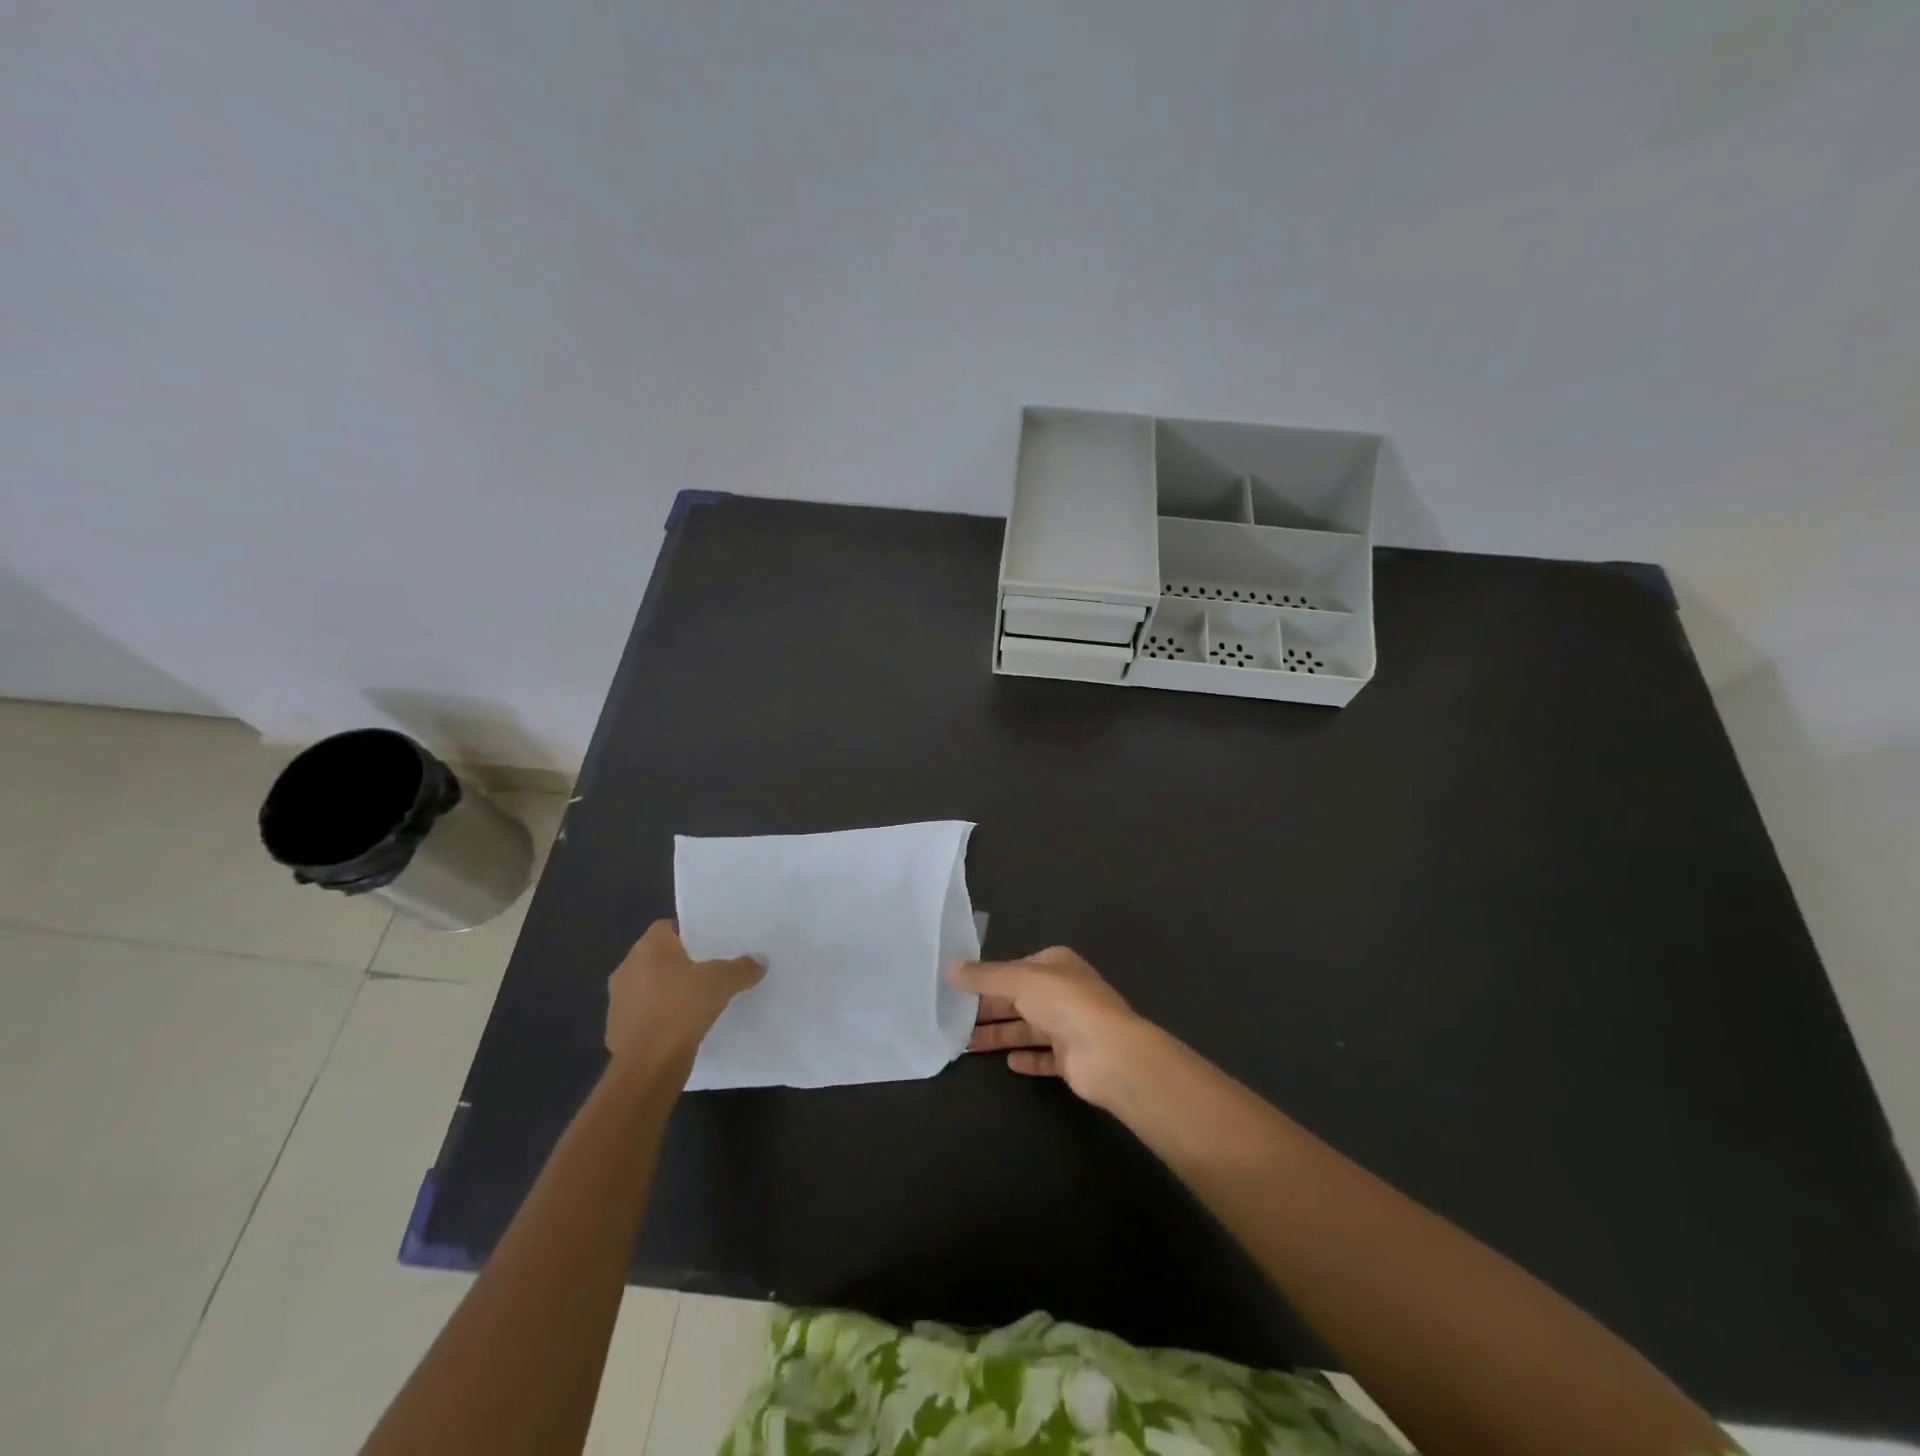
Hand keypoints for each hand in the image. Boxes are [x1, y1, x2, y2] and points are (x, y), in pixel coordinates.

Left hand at [606, 920, 764, 1070]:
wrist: (648, 1065)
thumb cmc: (682, 1008)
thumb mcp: (722, 983)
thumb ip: (741, 968)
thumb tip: (761, 960)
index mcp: (649, 948)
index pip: (666, 927)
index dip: (688, 933)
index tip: (708, 945)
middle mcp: (627, 967)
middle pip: (656, 956)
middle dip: (679, 963)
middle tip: (708, 970)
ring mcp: (618, 1000)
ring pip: (648, 986)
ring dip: (666, 991)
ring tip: (696, 1000)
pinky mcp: (616, 1029)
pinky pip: (643, 1013)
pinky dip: (658, 1016)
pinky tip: (680, 1026)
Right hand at [950, 947, 1150, 1107]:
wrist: (1107, 1053)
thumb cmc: (1063, 1003)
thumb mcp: (1018, 980)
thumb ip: (983, 976)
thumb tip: (949, 967)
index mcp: (1056, 964)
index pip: (1015, 969)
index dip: (988, 979)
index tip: (958, 991)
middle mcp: (1064, 992)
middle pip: (1019, 1000)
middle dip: (989, 1010)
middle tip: (953, 1021)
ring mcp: (1070, 1026)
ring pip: (1027, 1029)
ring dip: (1000, 1036)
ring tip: (966, 1045)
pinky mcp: (1072, 1058)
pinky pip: (1044, 1056)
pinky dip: (1027, 1058)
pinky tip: (1007, 1063)